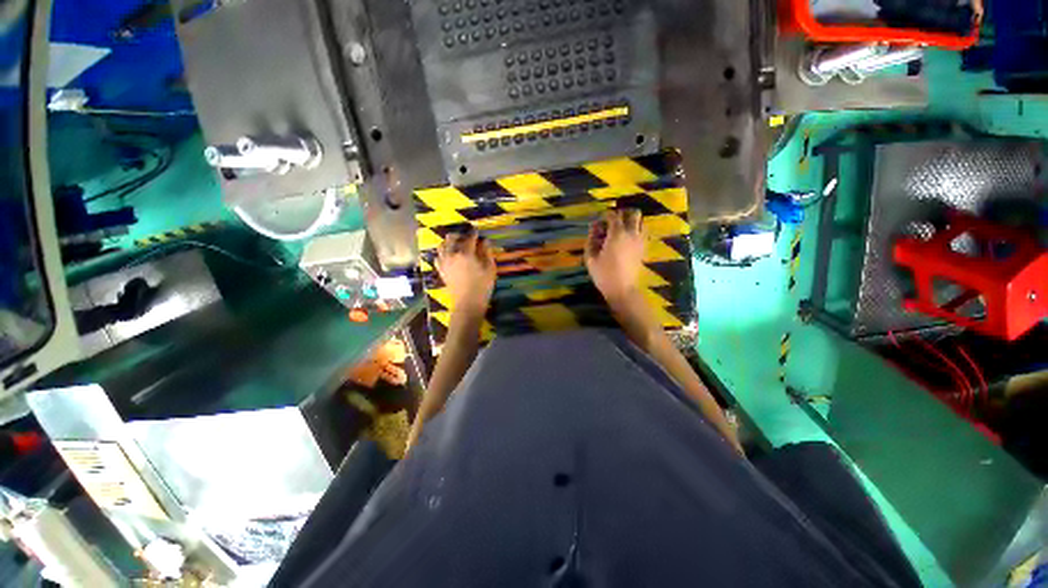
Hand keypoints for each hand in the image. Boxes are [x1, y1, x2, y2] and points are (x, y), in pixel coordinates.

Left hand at [436, 231, 496, 315]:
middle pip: (451, 238)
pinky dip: (442, 253)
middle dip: (459, 235)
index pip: (469, 238)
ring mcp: (444, 263)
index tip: (476, 231)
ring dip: (448, 242)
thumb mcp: (490, 269)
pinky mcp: (441, 271)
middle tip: (466, 237)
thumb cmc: (482, 286)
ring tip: (456, 244)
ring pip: (442, 246)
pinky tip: (448, 255)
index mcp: (466, 253)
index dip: (473, 233)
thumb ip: (487, 253)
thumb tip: (485, 242)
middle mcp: (452, 255)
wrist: (467, 303)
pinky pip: (438, 257)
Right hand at [585, 209, 644, 304]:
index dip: (606, 216)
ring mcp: (640, 241)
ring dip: (632, 222)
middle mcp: (631, 234)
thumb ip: (591, 239)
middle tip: (613, 222)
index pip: (613, 216)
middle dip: (623, 214)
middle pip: (633, 214)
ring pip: (641, 222)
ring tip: (622, 230)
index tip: (600, 222)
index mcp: (617, 234)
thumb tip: (593, 227)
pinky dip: (637, 232)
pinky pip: (644, 233)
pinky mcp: (644, 249)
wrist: (622, 289)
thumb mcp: (590, 257)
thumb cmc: (603, 274)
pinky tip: (628, 240)